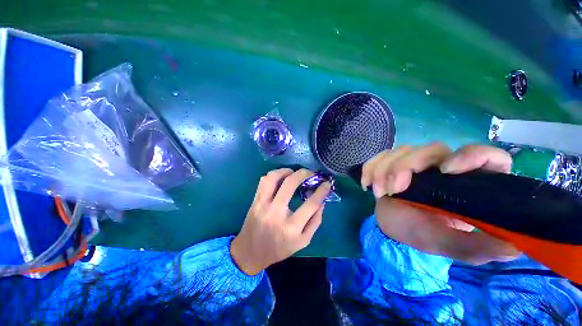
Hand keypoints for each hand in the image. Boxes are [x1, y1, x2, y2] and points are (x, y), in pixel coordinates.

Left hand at [230, 169, 330, 274]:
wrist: (251, 252)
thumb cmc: (280, 248)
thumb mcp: (304, 241)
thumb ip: (315, 221)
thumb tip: (322, 201)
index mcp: (292, 227)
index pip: (312, 203)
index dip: (322, 190)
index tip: (327, 183)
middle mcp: (276, 213)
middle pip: (291, 184)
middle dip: (304, 173)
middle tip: (310, 173)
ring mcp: (263, 205)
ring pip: (274, 178)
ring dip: (286, 171)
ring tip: (293, 172)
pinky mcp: (255, 201)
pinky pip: (264, 181)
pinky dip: (274, 174)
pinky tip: (281, 177)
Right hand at [362, 143, 520, 264]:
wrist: (392, 227)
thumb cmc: (422, 234)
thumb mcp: (450, 246)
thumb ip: (479, 246)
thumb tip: (516, 245)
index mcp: (466, 185)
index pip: (487, 158)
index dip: (472, 155)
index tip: (446, 171)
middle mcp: (443, 168)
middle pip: (431, 149)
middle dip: (406, 167)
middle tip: (393, 190)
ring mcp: (415, 163)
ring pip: (401, 150)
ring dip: (384, 170)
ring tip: (378, 192)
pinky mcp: (392, 163)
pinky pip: (380, 156)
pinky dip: (370, 168)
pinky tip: (366, 183)